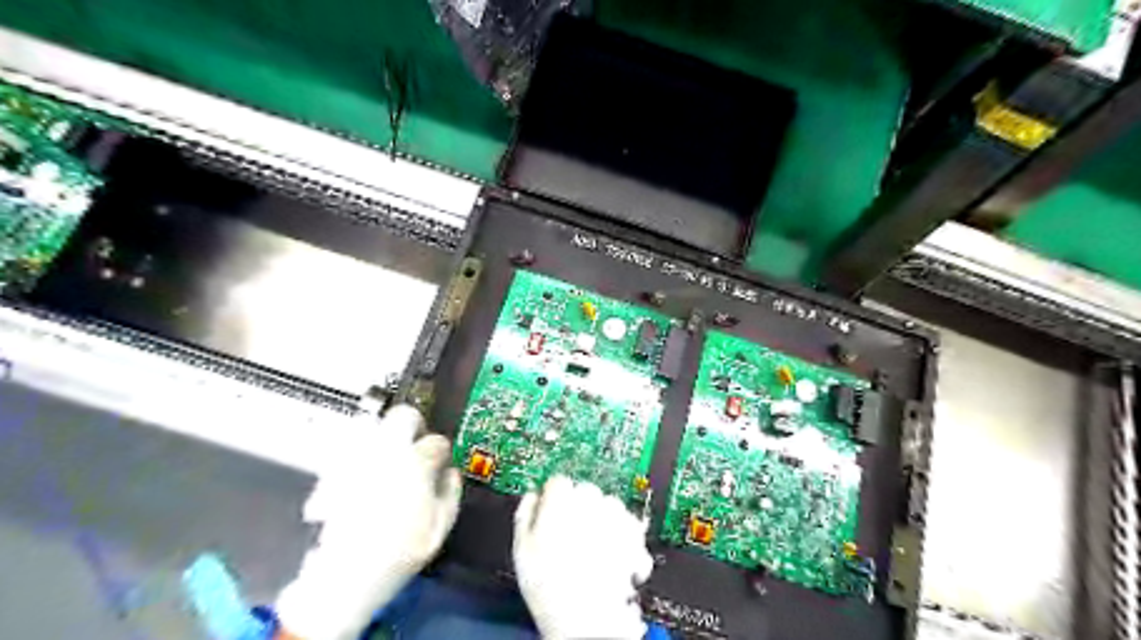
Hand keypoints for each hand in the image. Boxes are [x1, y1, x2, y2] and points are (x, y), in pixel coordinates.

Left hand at [273, 405, 460, 639]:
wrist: (345, 573)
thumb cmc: (397, 553)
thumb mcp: (440, 526)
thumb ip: (451, 492)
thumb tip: (451, 475)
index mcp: (417, 462)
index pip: (437, 441)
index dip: (442, 451)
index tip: (440, 460)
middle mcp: (387, 451)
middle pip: (404, 415)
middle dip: (414, 424)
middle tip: (416, 441)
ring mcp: (358, 458)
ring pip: (373, 424)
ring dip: (384, 434)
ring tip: (388, 453)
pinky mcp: (334, 470)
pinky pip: (348, 447)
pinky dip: (358, 452)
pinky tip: (362, 471)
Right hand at [516, 476, 655, 638]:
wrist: (586, 621)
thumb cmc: (550, 588)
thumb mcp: (521, 549)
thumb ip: (525, 513)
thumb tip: (532, 496)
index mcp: (560, 499)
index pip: (557, 482)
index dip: (553, 499)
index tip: (552, 514)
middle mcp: (590, 500)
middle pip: (584, 490)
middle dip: (579, 507)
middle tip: (570, 536)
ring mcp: (615, 516)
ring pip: (609, 504)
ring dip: (602, 518)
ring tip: (592, 547)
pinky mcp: (634, 533)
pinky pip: (629, 522)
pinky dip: (624, 534)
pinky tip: (613, 552)